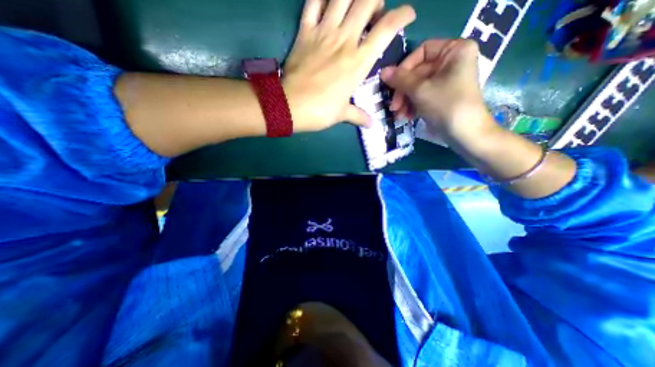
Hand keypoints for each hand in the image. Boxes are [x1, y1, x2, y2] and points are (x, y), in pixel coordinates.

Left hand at [284, 0, 415, 132]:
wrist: (290, 106)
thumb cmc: (320, 111)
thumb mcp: (342, 114)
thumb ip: (358, 116)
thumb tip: (371, 124)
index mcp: (358, 62)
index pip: (386, 29)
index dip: (402, 15)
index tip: (408, 14)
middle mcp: (345, 41)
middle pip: (367, 1)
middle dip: (377, 2)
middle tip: (375, 15)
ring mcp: (323, 33)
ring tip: (356, 4)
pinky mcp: (305, 32)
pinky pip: (313, 2)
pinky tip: (328, 1)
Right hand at [380, 38, 491, 138]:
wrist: (464, 134)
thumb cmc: (446, 105)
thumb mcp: (420, 90)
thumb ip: (400, 79)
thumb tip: (382, 71)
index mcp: (455, 50)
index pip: (422, 51)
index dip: (405, 67)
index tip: (393, 84)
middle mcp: (451, 62)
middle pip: (417, 72)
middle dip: (403, 91)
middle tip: (393, 106)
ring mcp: (446, 81)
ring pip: (417, 86)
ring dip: (404, 101)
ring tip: (398, 115)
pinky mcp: (441, 96)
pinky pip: (421, 96)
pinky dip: (412, 106)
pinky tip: (406, 117)